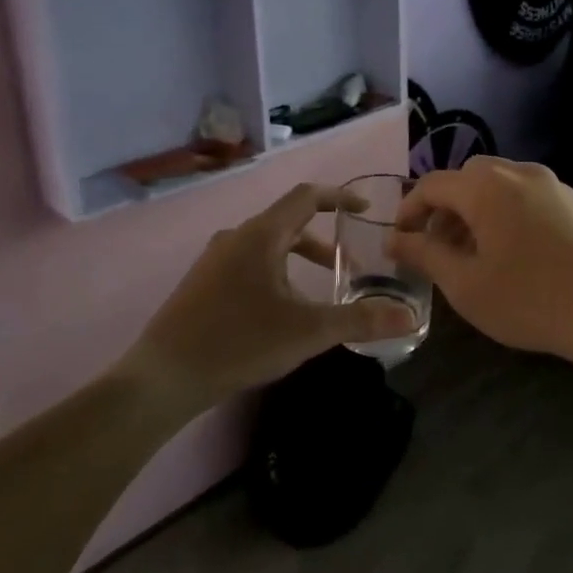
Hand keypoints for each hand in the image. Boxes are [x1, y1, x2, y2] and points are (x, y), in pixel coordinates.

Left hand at [122, 184, 420, 413]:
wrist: (163, 376)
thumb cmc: (239, 342)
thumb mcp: (308, 332)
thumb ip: (360, 321)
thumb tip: (408, 317)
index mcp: (261, 235)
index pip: (307, 196)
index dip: (339, 197)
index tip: (365, 209)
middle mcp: (236, 237)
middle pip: (288, 221)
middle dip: (322, 238)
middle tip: (348, 262)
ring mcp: (214, 260)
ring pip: (267, 245)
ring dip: (298, 258)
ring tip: (319, 288)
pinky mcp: (202, 283)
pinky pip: (248, 263)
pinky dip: (275, 271)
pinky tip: (280, 309)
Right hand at [389, 158, 572, 367]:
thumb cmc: (532, 301)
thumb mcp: (466, 285)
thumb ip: (425, 254)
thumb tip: (395, 239)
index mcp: (487, 187)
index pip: (432, 184)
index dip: (409, 210)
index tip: (400, 241)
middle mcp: (520, 173)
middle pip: (468, 177)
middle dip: (445, 207)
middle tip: (438, 247)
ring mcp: (555, 185)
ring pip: (501, 185)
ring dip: (477, 210)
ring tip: (476, 253)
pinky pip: (529, 197)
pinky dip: (509, 214)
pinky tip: (518, 254)